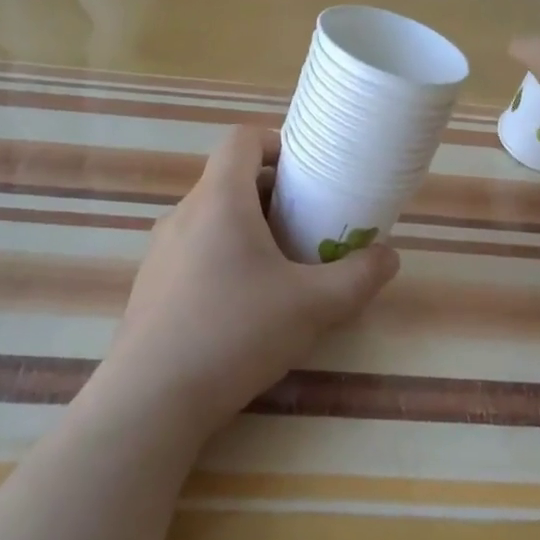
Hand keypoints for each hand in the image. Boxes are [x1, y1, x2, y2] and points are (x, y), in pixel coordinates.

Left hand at [94, 127, 399, 439]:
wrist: (150, 400)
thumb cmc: (235, 332)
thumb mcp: (313, 306)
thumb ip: (359, 277)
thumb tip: (389, 256)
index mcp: (220, 200)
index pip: (242, 139)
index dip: (276, 142)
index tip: (307, 171)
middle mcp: (184, 214)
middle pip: (230, 179)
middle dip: (273, 193)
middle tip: (307, 223)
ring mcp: (160, 250)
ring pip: (211, 217)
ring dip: (248, 227)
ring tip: (281, 266)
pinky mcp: (151, 285)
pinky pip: (194, 250)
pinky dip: (223, 256)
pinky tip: (243, 305)